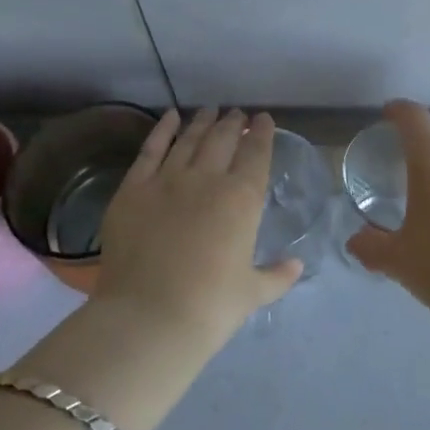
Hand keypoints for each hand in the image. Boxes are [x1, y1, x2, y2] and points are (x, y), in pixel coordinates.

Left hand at [94, 108, 301, 341]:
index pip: (257, 153)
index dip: (262, 132)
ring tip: (210, 110)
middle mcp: (208, 178)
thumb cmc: (210, 308)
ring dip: (203, 122)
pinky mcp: (133, 188)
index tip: (264, 119)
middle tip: (237, 114)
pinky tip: (170, 117)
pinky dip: (162, 130)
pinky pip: (150, 149)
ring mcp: (168, 179)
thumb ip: (276, 275)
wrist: (148, 318)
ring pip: (190, 138)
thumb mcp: (252, 293)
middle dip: (234, 123)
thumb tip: (296, 266)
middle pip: (224, 138)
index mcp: (243, 198)